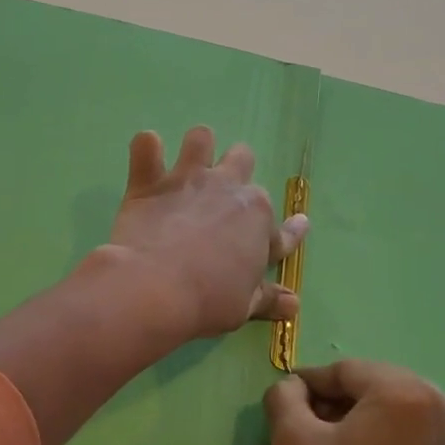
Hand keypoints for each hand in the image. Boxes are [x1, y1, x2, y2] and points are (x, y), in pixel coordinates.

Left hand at [107, 126, 308, 343]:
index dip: (292, 229)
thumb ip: (268, 298)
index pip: (282, 226)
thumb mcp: (244, 306)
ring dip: (197, 147)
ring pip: (201, 138)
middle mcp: (228, 189)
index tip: (299, 224)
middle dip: (237, 170)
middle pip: (243, 160)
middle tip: (223, 192)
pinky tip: (145, 156)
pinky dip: (145, 149)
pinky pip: (146, 145)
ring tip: (187, 164)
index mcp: (258, 219)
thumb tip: (294, 305)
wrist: (156, 289)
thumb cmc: (207, 301)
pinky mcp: (150, 182)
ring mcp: (188, 179)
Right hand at [265, 361, 444, 444]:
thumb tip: (292, 386)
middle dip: (335, 401)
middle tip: (303, 429)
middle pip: (372, 386)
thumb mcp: (294, 444)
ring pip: (392, 409)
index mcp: (406, 392)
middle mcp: (442, 404)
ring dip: (358, 419)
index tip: (284, 403)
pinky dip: (383, 439)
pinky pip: (412, 434)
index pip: (345, 371)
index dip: (309, 384)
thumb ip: (284, 398)